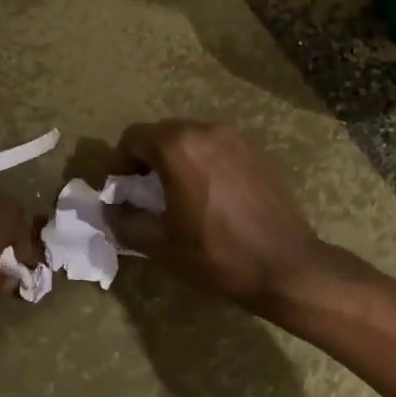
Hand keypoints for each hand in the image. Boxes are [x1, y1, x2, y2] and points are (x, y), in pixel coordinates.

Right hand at [102, 120, 323, 314]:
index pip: (133, 138)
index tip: (120, 190)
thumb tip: (110, 211)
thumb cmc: (217, 254)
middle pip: (161, 133)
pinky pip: (215, 148)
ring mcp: (235, 138)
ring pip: (190, 139)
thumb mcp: (161, 245)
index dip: (120, 163)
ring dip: (175, 159)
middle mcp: (205, 130)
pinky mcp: (255, 152)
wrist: (285, 266)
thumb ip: (126, 222)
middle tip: (144, 193)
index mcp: (178, 146)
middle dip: (147, 159)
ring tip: (177, 194)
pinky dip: (202, 162)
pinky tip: (208, 195)